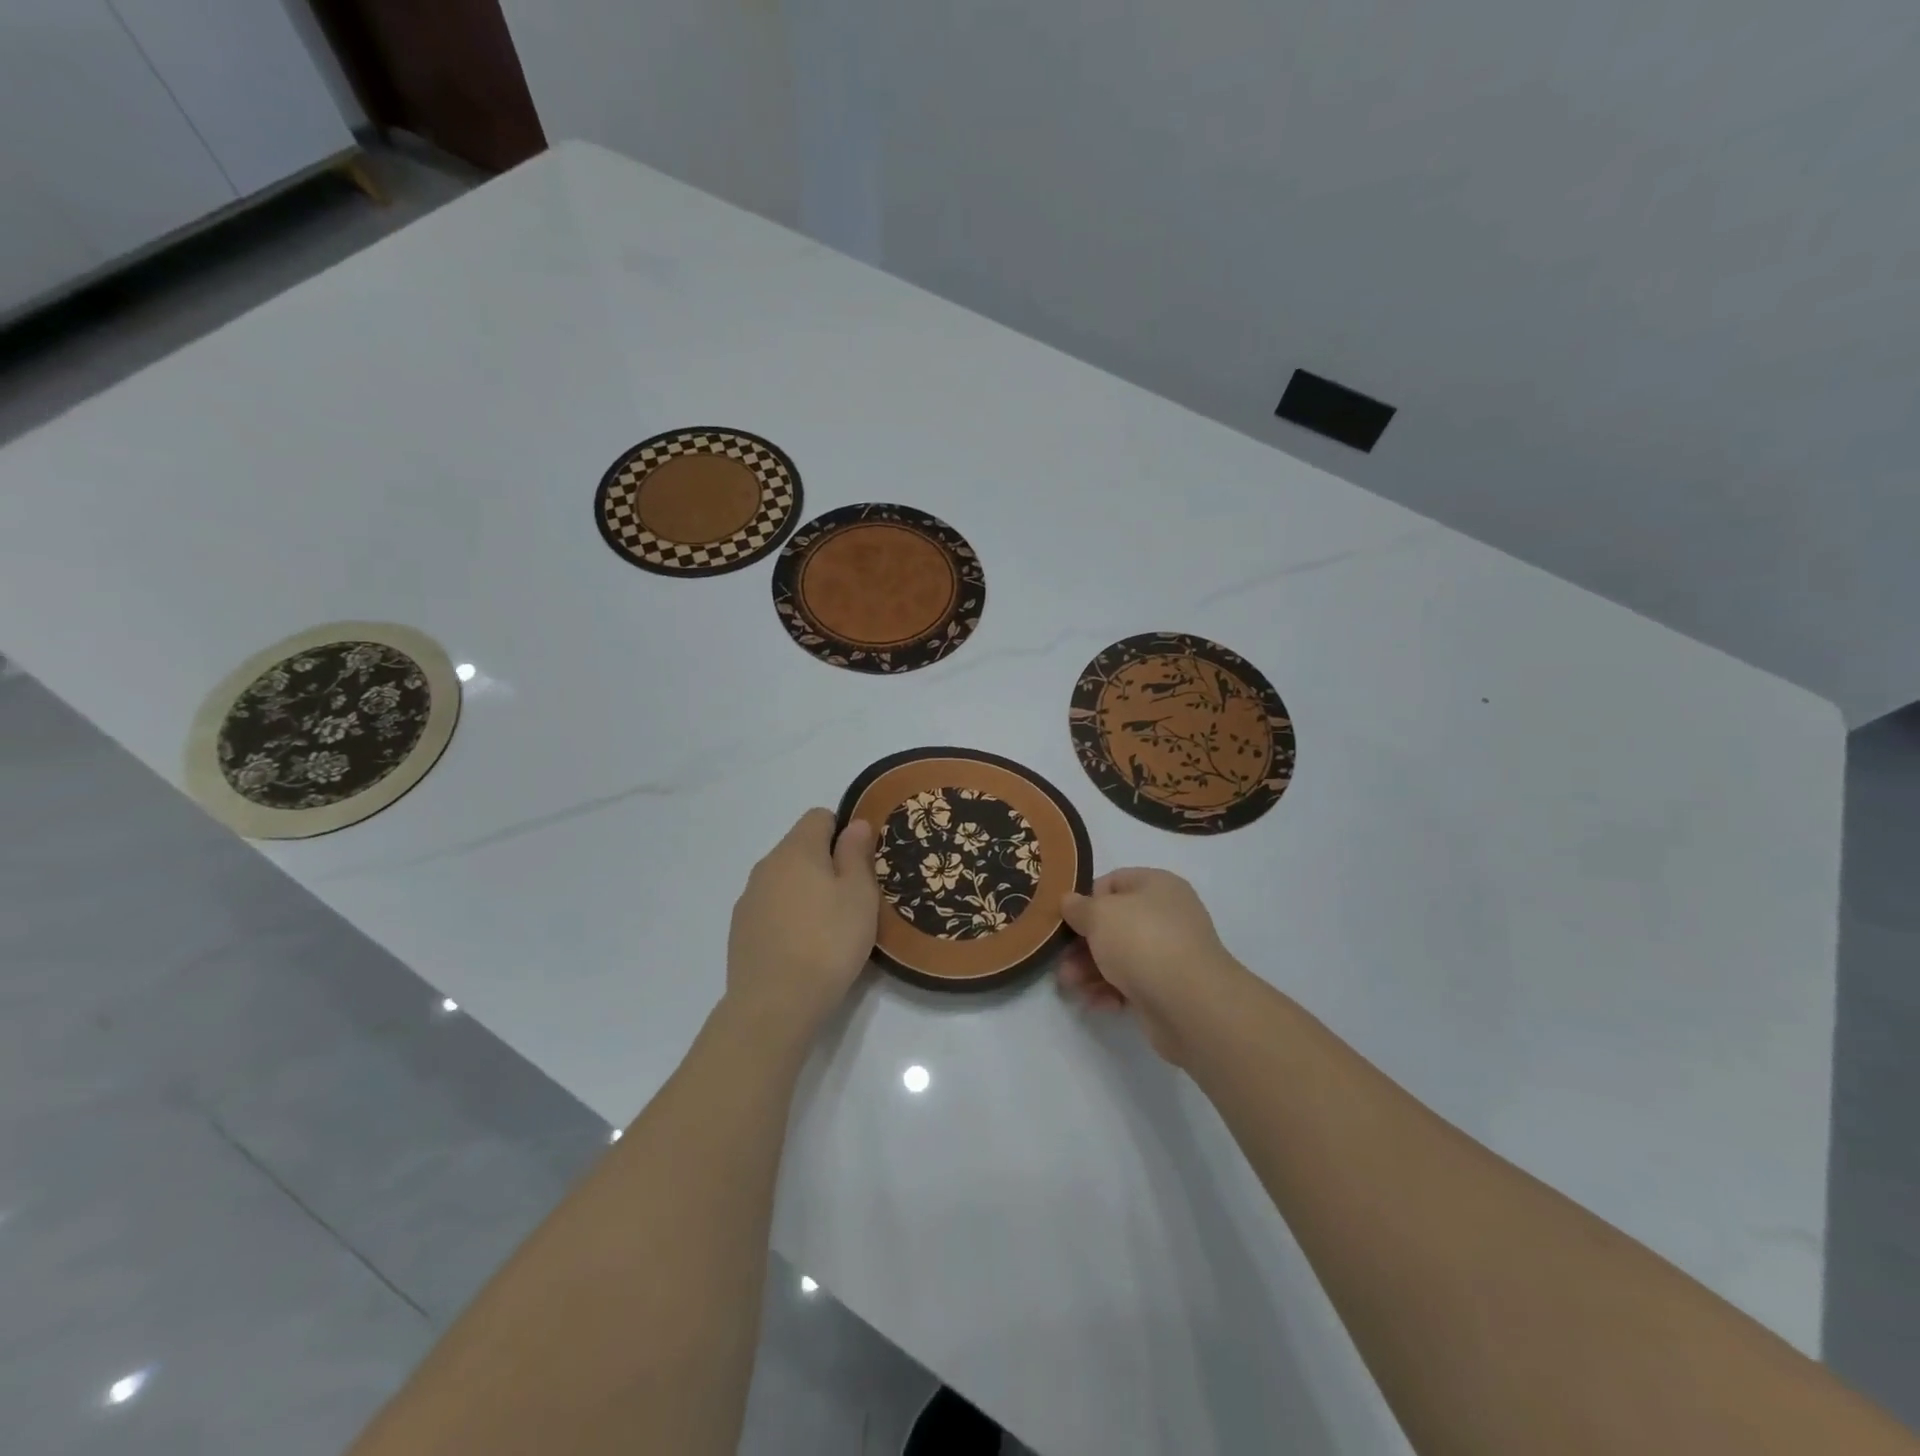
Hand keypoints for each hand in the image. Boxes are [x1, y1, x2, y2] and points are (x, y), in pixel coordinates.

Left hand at [725, 809, 879, 1038]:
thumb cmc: (829, 942)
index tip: (860, 863)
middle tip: (852, 899)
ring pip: (784, 879)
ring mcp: (749, 898)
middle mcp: (767, 865)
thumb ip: (856, 854)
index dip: (843, 832)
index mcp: (797, 849)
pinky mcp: (740, 929)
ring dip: (805, 891)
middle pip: (800, 847)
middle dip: (825, 863)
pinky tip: (802, 947)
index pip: (819, 817)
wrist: (774, 1004)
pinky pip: (771, 907)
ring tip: (828, 927)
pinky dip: (788, 916)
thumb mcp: (859, 895)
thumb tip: (855, 824)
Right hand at [1058, 868, 1247, 1064]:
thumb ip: (1079, 907)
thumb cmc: (1142, 942)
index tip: (1066, 920)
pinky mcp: (1169, 988)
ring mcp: (1170, 953)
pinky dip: (1111, 991)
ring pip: (1120, 956)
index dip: (1086, 898)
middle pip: (1114, 923)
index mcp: (1157, 886)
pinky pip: (1132, 984)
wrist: (1190, 1004)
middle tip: (1059, 960)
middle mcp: (1167, 915)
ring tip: (1069, 986)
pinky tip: (1097, 1003)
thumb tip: (1069, 901)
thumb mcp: (1100, 914)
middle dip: (1082, 943)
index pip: (1114, 882)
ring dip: (1090, 970)